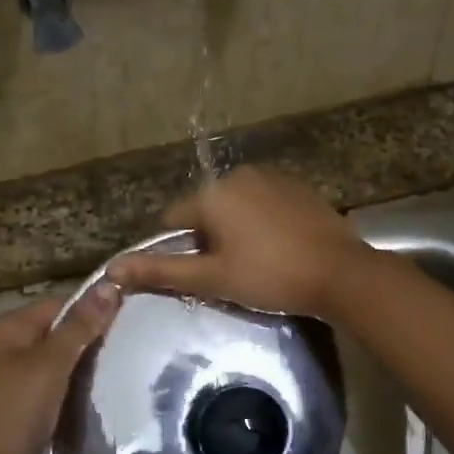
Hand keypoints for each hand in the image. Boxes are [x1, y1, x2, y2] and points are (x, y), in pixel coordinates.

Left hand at [0, 283, 119, 453]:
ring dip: (87, 366)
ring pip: (62, 360)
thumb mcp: (50, 366)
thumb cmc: (13, 415)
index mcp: (9, 328)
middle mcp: (9, 346)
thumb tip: (110, 284)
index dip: (94, 310)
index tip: (132, 321)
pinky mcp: (24, 404)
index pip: (61, 304)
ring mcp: (15, 377)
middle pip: (61, 331)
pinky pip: (57, 384)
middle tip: (133, 347)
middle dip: (93, 339)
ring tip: (125, 368)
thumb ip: (80, 326)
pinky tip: (102, 392)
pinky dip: (76, 387)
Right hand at [107, 167, 375, 317]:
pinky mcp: (300, 187)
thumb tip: (112, 269)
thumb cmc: (270, 276)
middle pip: (207, 210)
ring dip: (238, 230)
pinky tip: (281, 248)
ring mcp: (274, 177)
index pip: (174, 219)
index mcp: (213, 193)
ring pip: (238, 206)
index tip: (202, 274)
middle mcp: (240, 175)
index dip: (181, 249)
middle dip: (211, 239)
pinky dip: (265, 222)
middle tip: (232, 273)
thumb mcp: (212, 278)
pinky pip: (267, 203)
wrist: (340, 273)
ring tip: (259, 263)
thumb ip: (161, 271)